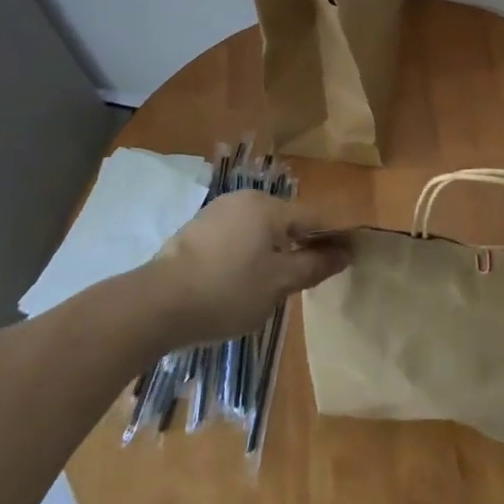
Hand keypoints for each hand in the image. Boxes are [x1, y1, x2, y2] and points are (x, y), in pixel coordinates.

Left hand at [148, 192, 349, 342]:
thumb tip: (345, 253)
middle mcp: (245, 199)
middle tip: (304, 282)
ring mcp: (217, 212)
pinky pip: (236, 237)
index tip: (348, 260)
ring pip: (259, 231)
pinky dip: (246, 255)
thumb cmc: (227, 291)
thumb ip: (313, 266)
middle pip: (286, 222)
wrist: (156, 304)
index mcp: (269, 207)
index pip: (315, 219)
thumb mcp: (278, 284)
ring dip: (271, 253)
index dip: (333, 239)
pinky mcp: (196, 229)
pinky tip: (238, 283)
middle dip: (299, 247)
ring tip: (269, 288)